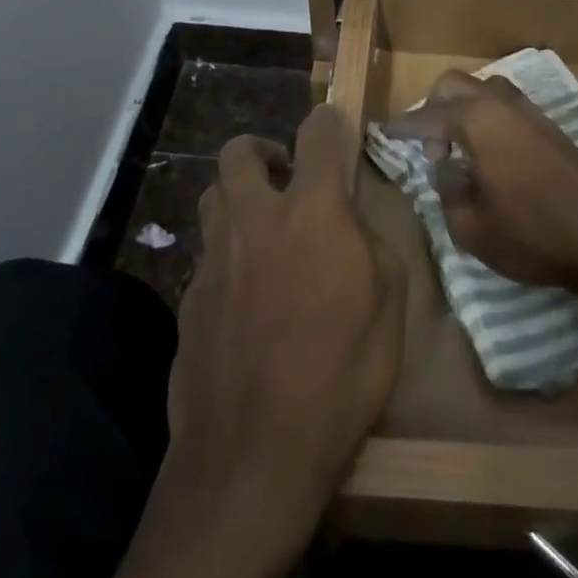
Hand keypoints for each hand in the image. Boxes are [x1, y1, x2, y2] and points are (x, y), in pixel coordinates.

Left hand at [164, 104, 405, 540]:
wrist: (253, 456)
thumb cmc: (339, 376)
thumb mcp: (389, 307)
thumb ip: (371, 246)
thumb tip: (349, 228)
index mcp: (312, 212)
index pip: (317, 134)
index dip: (328, 120)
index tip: (333, 125)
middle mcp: (255, 219)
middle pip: (238, 152)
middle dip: (261, 149)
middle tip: (282, 172)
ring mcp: (214, 258)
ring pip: (213, 196)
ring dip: (236, 196)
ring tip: (260, 227)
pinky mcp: (188, 298)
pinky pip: (206, 254)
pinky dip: (226, 255)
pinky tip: (243, 297)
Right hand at [386, 71, 577, 313]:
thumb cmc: (534, 233)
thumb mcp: (472, 227)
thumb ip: (447, 190)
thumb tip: (446, 167)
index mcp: (477, 121)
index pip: (427, 115)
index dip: (403, 127)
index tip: (383, 133)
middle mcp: (501, 104)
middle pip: (454, 84)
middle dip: (433, 108)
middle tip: (430, 148)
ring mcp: (529, 111)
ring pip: (483, 90)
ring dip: (463, 110)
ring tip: (460, 151)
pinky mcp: (549, 126)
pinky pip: (505, 106)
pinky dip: (487, 118)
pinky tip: (489, 154)